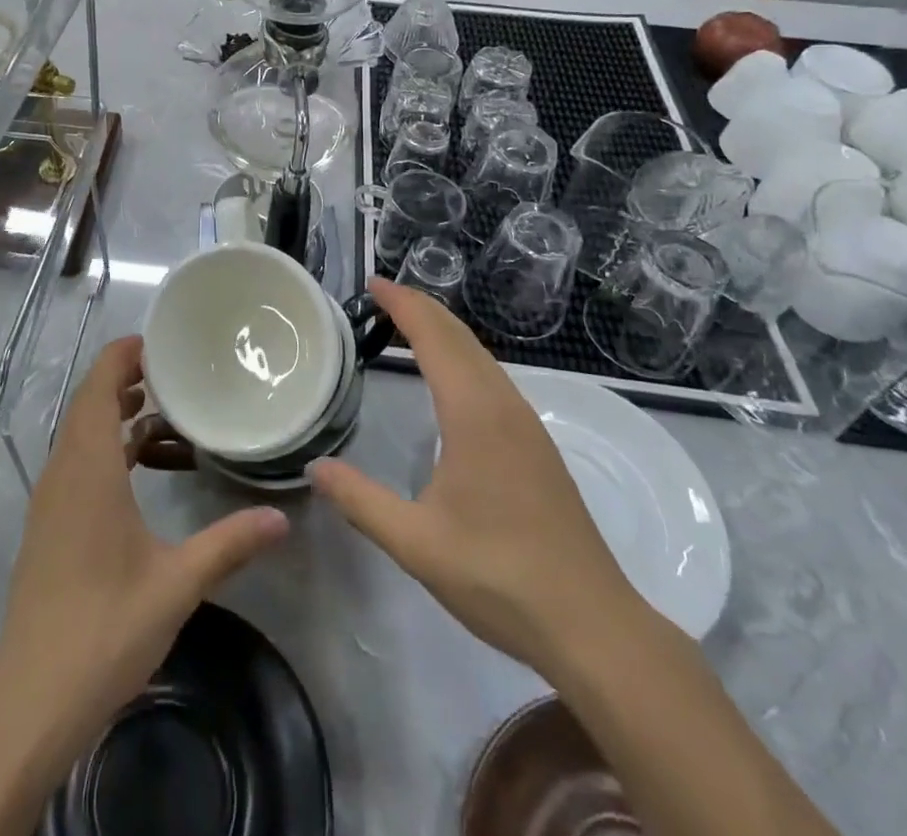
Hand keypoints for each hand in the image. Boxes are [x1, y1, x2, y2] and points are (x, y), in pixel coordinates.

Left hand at [0, 335, 288, 761]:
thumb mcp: (176, 583)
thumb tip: (282, 518)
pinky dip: (108, 449)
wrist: (31, 700)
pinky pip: (78, 462)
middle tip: (175, 372)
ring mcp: (51, 499)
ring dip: (117, 414)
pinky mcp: (49, 524)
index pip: (97, 387)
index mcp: (88, 468)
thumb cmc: (104, 629)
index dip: (122, 356)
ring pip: (82, 433)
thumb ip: (229, 543)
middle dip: (126, 379)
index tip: (160, 342)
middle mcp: (63, 472)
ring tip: (165, 412)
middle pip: (88, 403)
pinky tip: (143, 468)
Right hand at [310, 279, 643, 672]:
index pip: (434, 338)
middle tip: (383, 294)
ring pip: (481, 356)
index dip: (403, 305)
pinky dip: (463, 356)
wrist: (591, 624)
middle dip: (422, 307)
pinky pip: (493, 378)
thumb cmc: (499, 576)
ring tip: (410, 323)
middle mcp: (503, 406)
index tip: (374, 283)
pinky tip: (453, 378)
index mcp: (474, 414)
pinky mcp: (537, 445)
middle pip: (460, 337)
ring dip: (445, 330)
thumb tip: (314, 467)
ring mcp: (527, 425)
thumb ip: (361, 501)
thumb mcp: (416, 543)